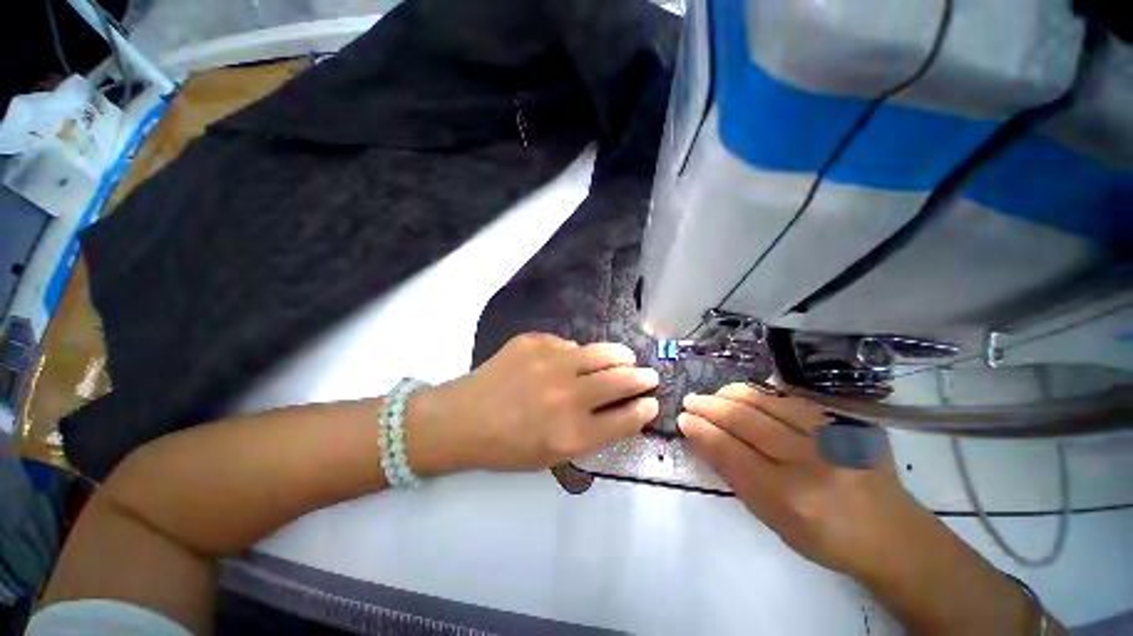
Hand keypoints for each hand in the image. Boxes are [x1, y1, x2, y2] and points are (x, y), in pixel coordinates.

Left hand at [409, 333, 659, 473]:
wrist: (463, 419)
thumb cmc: (508, 446)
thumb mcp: (553, 455)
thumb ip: (591, 433)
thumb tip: (620, 405)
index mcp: (572, 433)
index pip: (626, 417)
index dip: (645, 409)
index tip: (652, 402)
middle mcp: (567, 396)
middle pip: (621, 380)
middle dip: (642, 377)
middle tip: (648, 375)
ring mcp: (550, 362)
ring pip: (602, 351)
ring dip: (620, 356)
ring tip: (625, 357)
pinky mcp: (534, 341)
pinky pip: (567, 344)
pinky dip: (575, 353)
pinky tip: (568, 359)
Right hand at [678, 383, 917, 574]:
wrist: (891, 534)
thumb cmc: (823, 536)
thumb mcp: (771, 519)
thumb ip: (735, 476)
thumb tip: (704, 438)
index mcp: (788, 497)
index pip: (730, 451)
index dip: (701, 430)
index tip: (683, 418)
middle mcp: (810, 462)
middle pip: (745, 421)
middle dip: (710, 406)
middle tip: (692, 401)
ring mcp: (831, 436)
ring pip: (767, 401)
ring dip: (732, 394)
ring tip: (716, 395)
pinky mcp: (846, 422)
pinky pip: (794, 397)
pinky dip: (763, 393)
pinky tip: (747, 393)